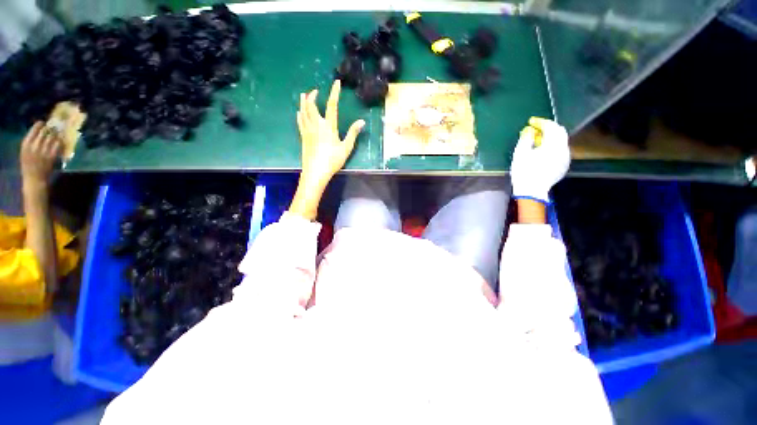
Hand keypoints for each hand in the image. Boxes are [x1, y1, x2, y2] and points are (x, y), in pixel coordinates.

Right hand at [20, 122, 62, 187]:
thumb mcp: (24, 151)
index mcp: (26, 144)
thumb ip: (30, 141)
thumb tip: (39, 130)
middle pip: (44, 131)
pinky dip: (60, 141)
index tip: (43, 123)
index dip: (40, 124)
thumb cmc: (28, 165)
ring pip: (52, 137)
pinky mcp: (52, 155)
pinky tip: (60, 140)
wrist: (34, 178)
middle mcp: (34, 146)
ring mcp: (43, 151)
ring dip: (56, 134)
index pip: (34, 129)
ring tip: (57, 133)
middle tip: (53, 127)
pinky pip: (58, 144)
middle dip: (49, 128)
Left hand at [297, 80, 364, 190]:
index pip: (332, 105)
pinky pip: (300, 122)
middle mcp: (316, 125)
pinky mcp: (303, 137)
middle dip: (313, 96)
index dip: (334, 93)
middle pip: (312, 105)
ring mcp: (308, 130)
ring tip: (303, 95)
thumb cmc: (333, 160)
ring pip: (303, 112)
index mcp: (329, 126)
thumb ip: (353, 133)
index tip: (336, 83)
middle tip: (315, 90)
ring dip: (303, 102)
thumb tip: (362, 121)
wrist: (316, 171)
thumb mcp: (346, 148)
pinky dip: (299, 114)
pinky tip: (299, 112)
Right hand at [510, 117, 569, 202]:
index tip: (531, 122)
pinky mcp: (563, 165)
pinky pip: (560, 150)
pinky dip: (552, 146)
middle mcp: (563, 149)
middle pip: (559, 132)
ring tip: (537, 140)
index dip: (541, 122)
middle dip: (548, 128)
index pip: (551, 127)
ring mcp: (565, 158)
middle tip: (536, 128)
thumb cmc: (524, 172)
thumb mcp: (520, 154)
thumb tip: (530, 131)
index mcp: (553, 145)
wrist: (531, 191)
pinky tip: (542, 151)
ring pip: (561, 141)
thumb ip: (526, 139)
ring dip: (551, 137)